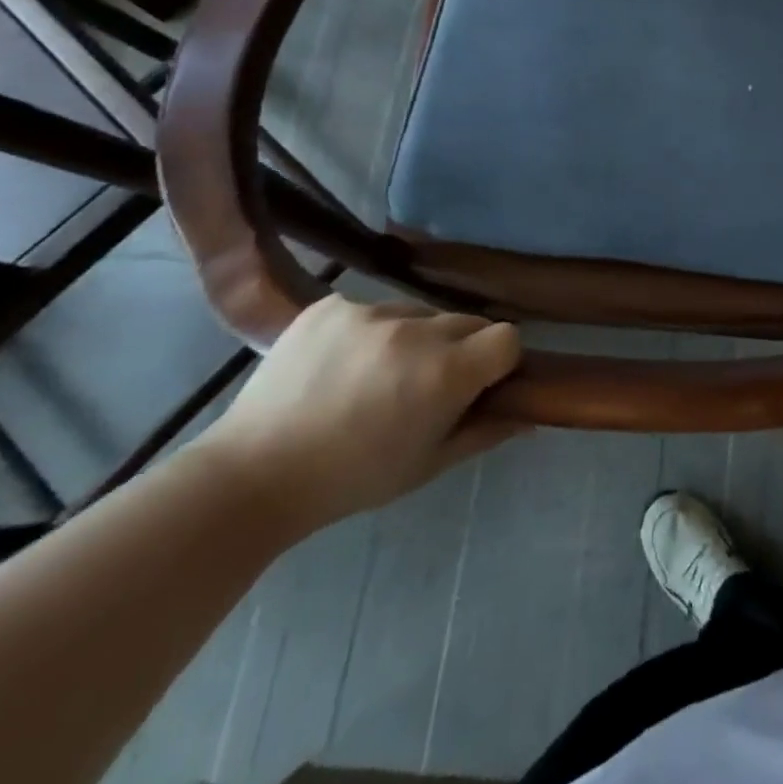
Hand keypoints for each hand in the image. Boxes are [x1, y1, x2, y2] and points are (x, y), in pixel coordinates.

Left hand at [194, 295, 525, 534]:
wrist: (252, 476)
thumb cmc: (352, 479)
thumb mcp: (429, 464)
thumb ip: (487, 431)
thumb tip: (530, 411)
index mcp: (444, 372)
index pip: (507, 337)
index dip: (499, 361)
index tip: (478, 385)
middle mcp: (415, 329)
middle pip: (466, 321)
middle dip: (459, 349)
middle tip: (425, 386)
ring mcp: (368, 310)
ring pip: (418, 313)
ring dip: (414, 338)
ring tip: (375, 377)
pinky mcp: (330, 305)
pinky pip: (371, 308)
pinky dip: (368, 332)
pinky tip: (340, 365)